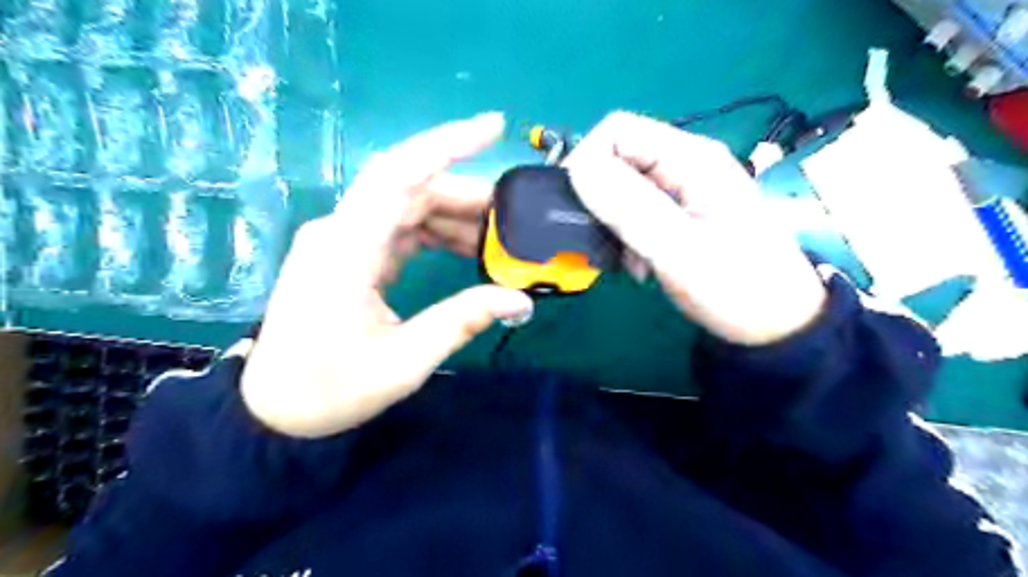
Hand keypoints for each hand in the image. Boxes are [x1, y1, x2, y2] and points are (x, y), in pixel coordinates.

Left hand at [239, 113, 528, 437]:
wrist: (274, 409)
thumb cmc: (331, 389)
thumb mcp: (404, 362)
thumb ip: (463, 321)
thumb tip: (520, 301)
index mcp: (347, 249)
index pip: (398, 175)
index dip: (446, 144)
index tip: (494, 127)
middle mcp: (342, 230)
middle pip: (410, 188)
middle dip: (467, 195)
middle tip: (515, 214)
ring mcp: (344, 240)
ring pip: (408, 207)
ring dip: (455, 216)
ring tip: (499, 238)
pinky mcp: (350, 253)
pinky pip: (400, 228)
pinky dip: (437, 233)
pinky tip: (467, 248)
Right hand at [561, 112, 825, 346]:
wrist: (776, 326)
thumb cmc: (736, 286)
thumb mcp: (679, 247)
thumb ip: (628, 206)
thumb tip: (577, 168)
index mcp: (691, 159)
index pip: (617, 131)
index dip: (587, 160)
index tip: (576, 207)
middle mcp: (684, 166)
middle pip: (617, 159)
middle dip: (599, 198)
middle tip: (604, 240)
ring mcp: (681, 192)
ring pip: (621, 189)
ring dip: (612, 223)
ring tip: (627, 259)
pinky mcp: (677, 216)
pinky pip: (634, 213)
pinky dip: (625, 237)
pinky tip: (639, 265)